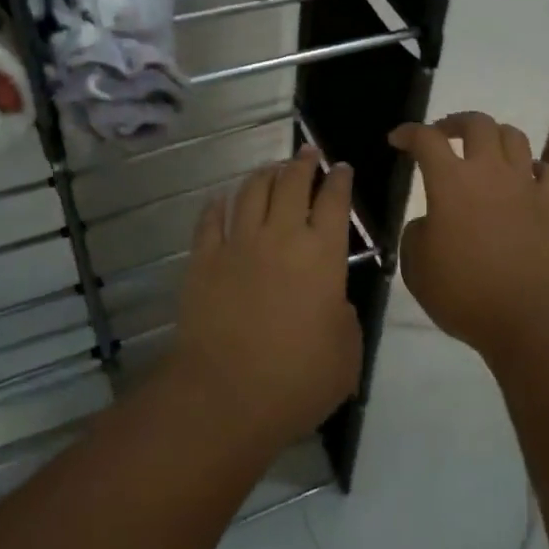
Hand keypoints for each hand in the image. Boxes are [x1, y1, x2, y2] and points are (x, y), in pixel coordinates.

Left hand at [170, 147, 362, 455]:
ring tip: (270, 169)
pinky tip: (221, 200)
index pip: (335, 202)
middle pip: (292, 184)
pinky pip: (210, 221)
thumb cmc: (296, 380)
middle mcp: (281, 237)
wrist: (224, 396)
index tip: (341, 167)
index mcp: (323, 255)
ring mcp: (238, 245)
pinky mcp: (203, 261)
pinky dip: (217, 206)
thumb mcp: (346, 355)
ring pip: (251, 192)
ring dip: (264, 175)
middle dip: (302, 163)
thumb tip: (333, 303)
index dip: (340, 180)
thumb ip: (344, 319)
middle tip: (306, 153)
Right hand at [387, 113, 548, 355]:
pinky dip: (534, 168)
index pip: (426, 140)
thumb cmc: (466, 293)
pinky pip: (548, 171)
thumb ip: (416, 236)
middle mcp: (490, 172)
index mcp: (450, 182)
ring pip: (515, 137)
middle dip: (455, 122)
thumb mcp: (417, 269)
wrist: (532, 316)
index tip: (397, 139)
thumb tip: (428, 224)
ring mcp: (526, 186)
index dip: (409, 132)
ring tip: (485, 151)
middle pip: (477, 124)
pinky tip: (527, 179)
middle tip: (443, 135)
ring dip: (495, 136)